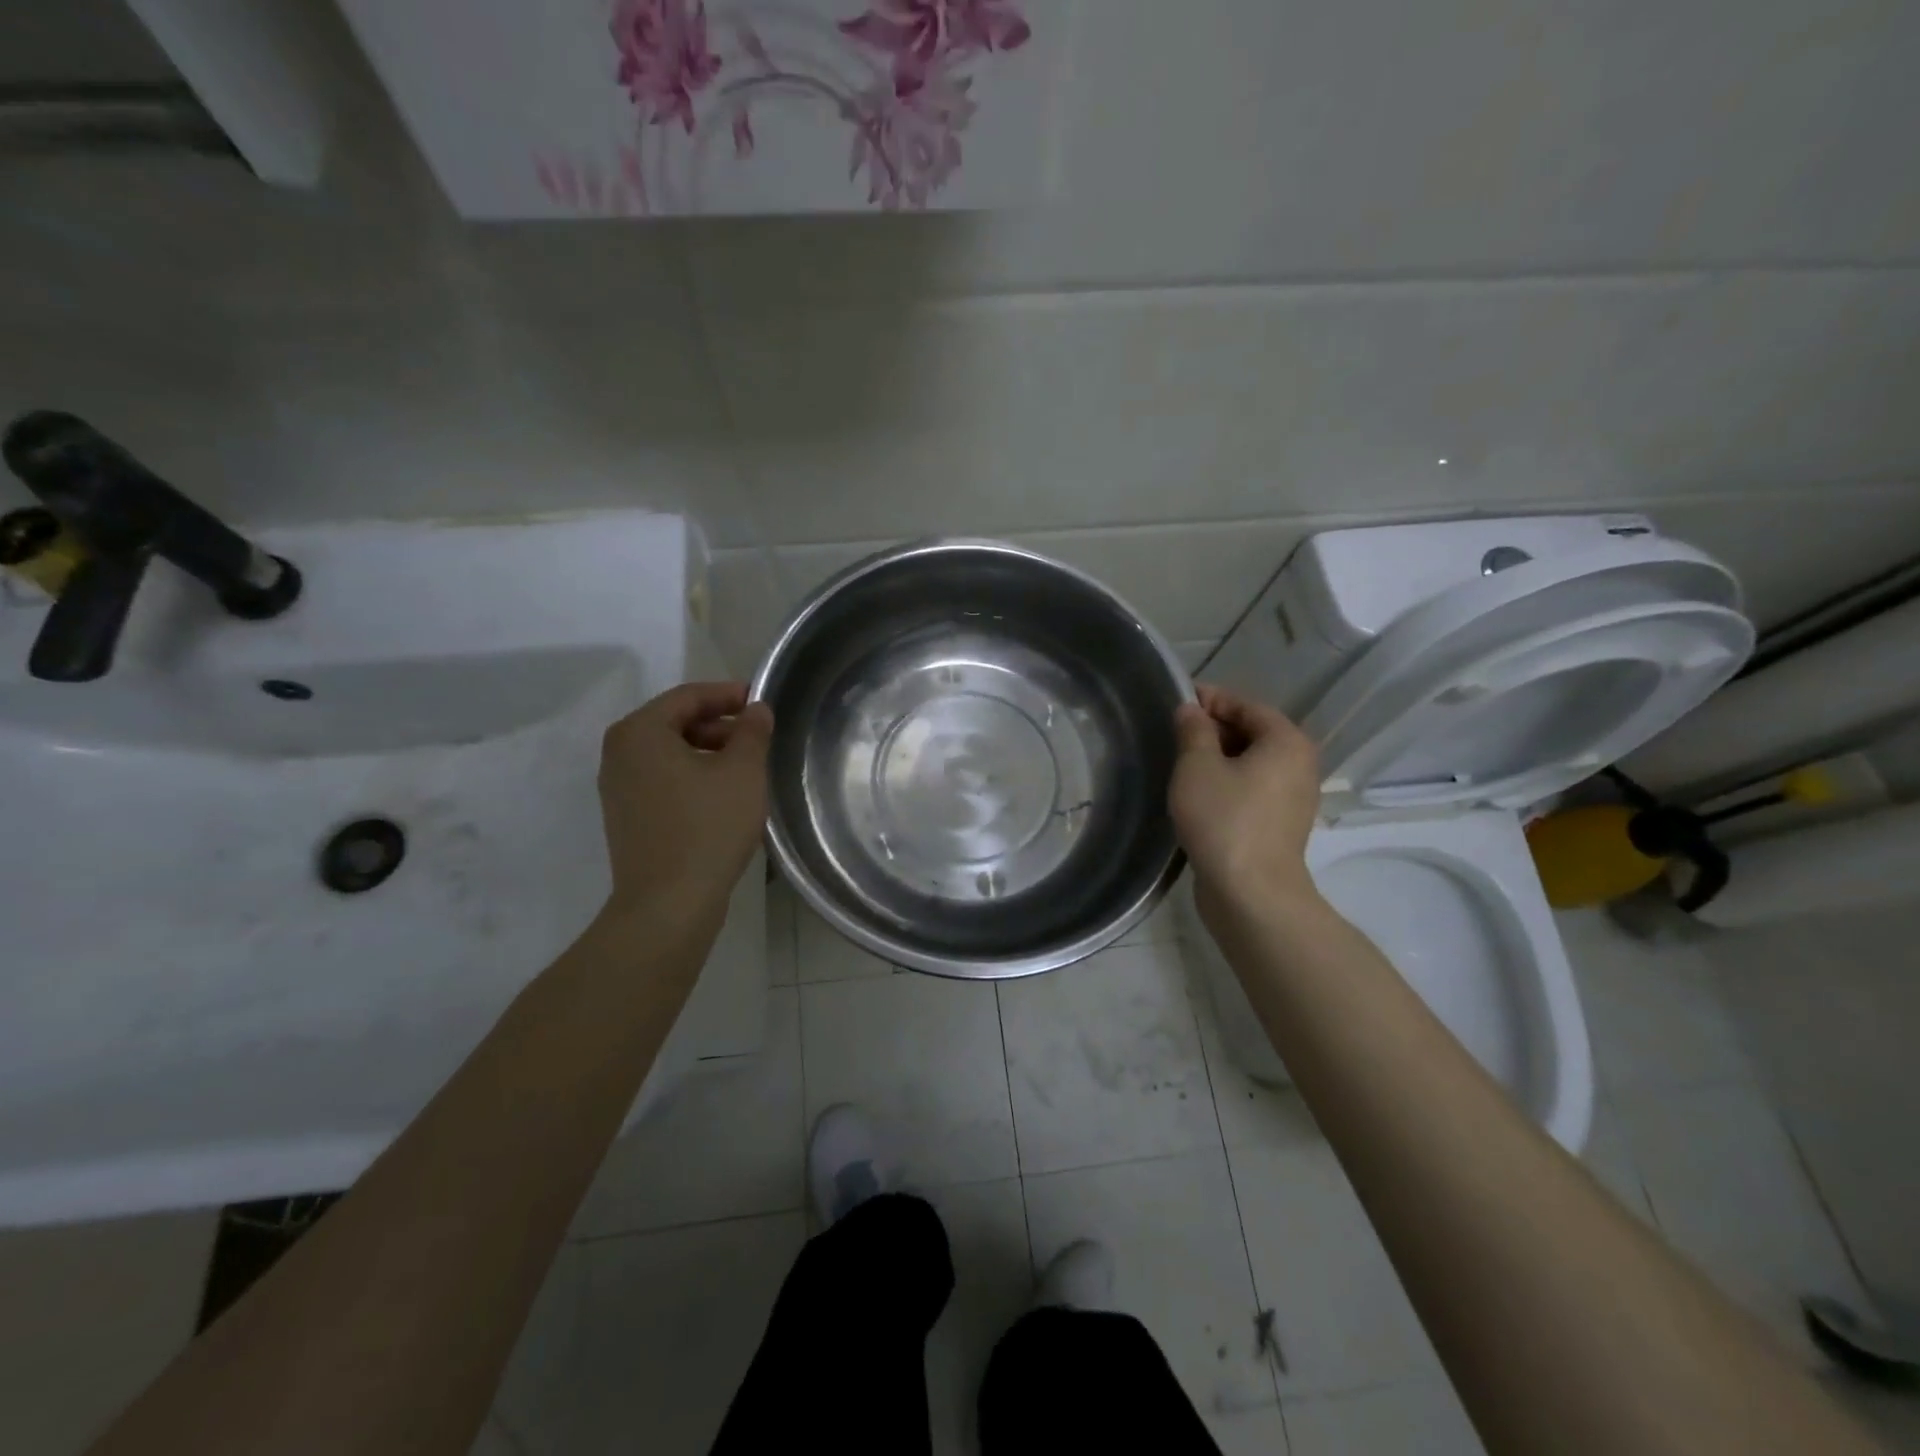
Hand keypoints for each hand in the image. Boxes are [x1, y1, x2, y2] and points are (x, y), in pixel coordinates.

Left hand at [597, 681, 772, 920]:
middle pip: (675, 722)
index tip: (761, 702)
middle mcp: (619, 753)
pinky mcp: (626, 817)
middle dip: (719, 725)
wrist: (668, 904)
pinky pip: (662, 780)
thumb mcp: (743, 771)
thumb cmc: (707, 827)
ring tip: (746, 767)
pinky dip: (692, 776)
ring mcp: (618, 788)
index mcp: (639, 732)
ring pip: (669, 753)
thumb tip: (756, 709)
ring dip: (708, 752)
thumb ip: (752, 731)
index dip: (728, 694)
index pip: (688, 696)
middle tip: (757, 737)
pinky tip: (722, 796)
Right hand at [1170, 684, 1322, 918]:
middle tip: (1173, 734)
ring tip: (1180, 763)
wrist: (1251, 893)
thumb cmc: (1224, 819)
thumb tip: (1190, 710)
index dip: (1210, 700)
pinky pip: (1251, 789)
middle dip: (1213, 729)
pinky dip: (1226, 783)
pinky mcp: (1279, 825)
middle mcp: (1298, 764)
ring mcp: (1292, 798)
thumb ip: (1193, 731)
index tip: (1176, 702)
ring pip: (1250, 763)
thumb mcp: (1197, 766)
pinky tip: (1197, 794)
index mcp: (1286, 741)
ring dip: (1217, 759)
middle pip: (1252, 733)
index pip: (1246, 705)